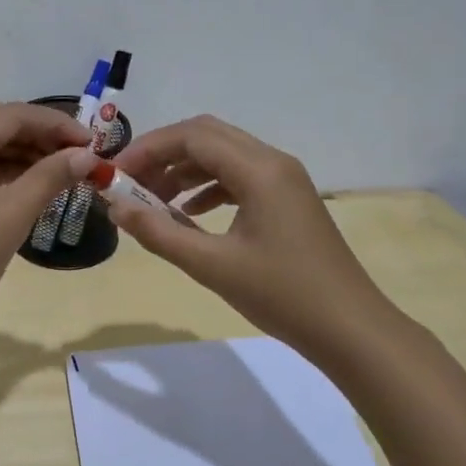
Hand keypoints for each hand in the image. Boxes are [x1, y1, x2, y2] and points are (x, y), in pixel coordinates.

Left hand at [0, 101, 96, 349]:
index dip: (56, 125)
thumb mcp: (8, 219)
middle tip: (78, 157)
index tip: (94, 144)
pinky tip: (25, 184)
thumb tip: (86, 156)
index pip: (12, 114)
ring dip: (18, 152)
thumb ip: (49, 178)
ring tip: (60, 172)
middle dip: (38, 135)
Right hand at [106, 115, 396, 361]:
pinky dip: (207, 186)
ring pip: (223, 155)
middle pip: (207, 136)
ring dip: (184, 170)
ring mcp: (284, 180)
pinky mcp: (287, 199)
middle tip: (129, 181)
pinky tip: (187, 213)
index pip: (192, 137)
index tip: (115, 173)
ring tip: (151, 200)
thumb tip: (115, 208)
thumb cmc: (282, 295)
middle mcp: (273, 162)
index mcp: (259, 170)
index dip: (148, 149)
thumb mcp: (212, 266)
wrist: (350, 329)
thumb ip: (159, 233)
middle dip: (163, 154)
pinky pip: (239, 176)